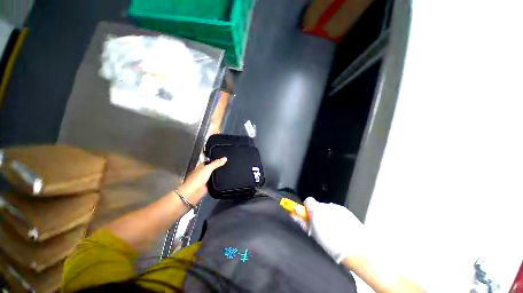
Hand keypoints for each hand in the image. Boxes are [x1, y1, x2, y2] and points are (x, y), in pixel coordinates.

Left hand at [177, 157, 226, 203]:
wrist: (192, 193)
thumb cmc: (196, 180)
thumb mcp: (207, 169)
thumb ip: (216, 163)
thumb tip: (224, 158)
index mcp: (202, 166)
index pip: (210, 160)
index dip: (216, 158)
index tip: (223, 157)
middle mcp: (203, 172)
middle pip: (212, 167)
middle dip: (218, 166)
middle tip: (226, 163)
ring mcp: (205, 179)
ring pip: (214, 175)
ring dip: (218, 174)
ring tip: (226, 171)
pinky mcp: (208, 185)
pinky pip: (214, 181)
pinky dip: (218, 180)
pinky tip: (222, 179)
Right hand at [304, 197, 365, 263]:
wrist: (358, 250)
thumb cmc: (332, 245)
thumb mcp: (313, 235)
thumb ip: (303, 222)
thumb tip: (295, 214)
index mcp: (317, 210)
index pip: (308, 201)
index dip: (307, 209)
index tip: (308, 217)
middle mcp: (327, 206)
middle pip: (318, 206)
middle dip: (317, 214)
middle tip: (320, 227)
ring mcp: (338, 208)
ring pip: (328, 209)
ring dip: (327, 216)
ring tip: (332, 230)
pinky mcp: (347, 211)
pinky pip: (337, 212)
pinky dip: (336, 218)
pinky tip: (341, 229)